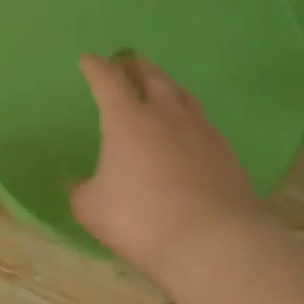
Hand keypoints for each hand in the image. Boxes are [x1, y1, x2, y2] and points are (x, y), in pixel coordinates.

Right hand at [70, 54, 268, 288]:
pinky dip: (188, 118)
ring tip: (159, 89)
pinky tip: (187, 132)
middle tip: (127, 63)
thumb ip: (81, 190)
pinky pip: (202, 122)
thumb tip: (77, 183)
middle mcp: (166, 116)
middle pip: (152, 77)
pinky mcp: (225, 153)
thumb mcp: (91, 209)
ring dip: (166, 86)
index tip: (88, 60)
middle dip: (136, 66)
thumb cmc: (141, 220)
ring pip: (182, 95)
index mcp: (127, 120)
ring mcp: (201, 131)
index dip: (96, 68)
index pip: (108, 81)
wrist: (213, 243)